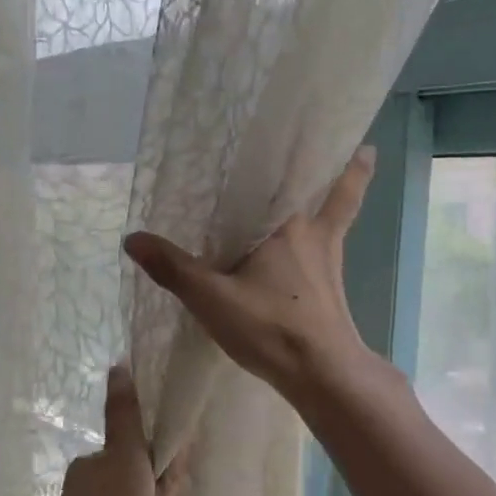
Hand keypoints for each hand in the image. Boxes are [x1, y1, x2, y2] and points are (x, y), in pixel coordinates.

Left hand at [0, 365, 183, 495]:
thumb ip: (169, 487)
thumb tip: (176, 447)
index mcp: (120, 462)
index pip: (124, 410)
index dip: (126, 387)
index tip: (125, 366)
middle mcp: (93, 465)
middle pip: (128, 451)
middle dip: (150, 468)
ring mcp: (74, 491)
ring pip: (115, 478)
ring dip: (133, 495)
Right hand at [123, 147, 383, 407]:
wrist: (324, 373)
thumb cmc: (271, 327)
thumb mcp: (211, 298)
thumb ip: (173, 268)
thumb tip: (132, 238)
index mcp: (284, 224)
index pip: (282, 174)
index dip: (286, 149)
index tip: (289, 122)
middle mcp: (313, 231)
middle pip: (320, 187)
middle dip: (326, 161)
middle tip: (324, 133)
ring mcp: (329, 258)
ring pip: (337, 211)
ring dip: (345, 185)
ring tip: (362, 155)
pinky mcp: (334, 284)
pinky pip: (335, 244)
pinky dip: (335, 232)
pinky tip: (324, 242)